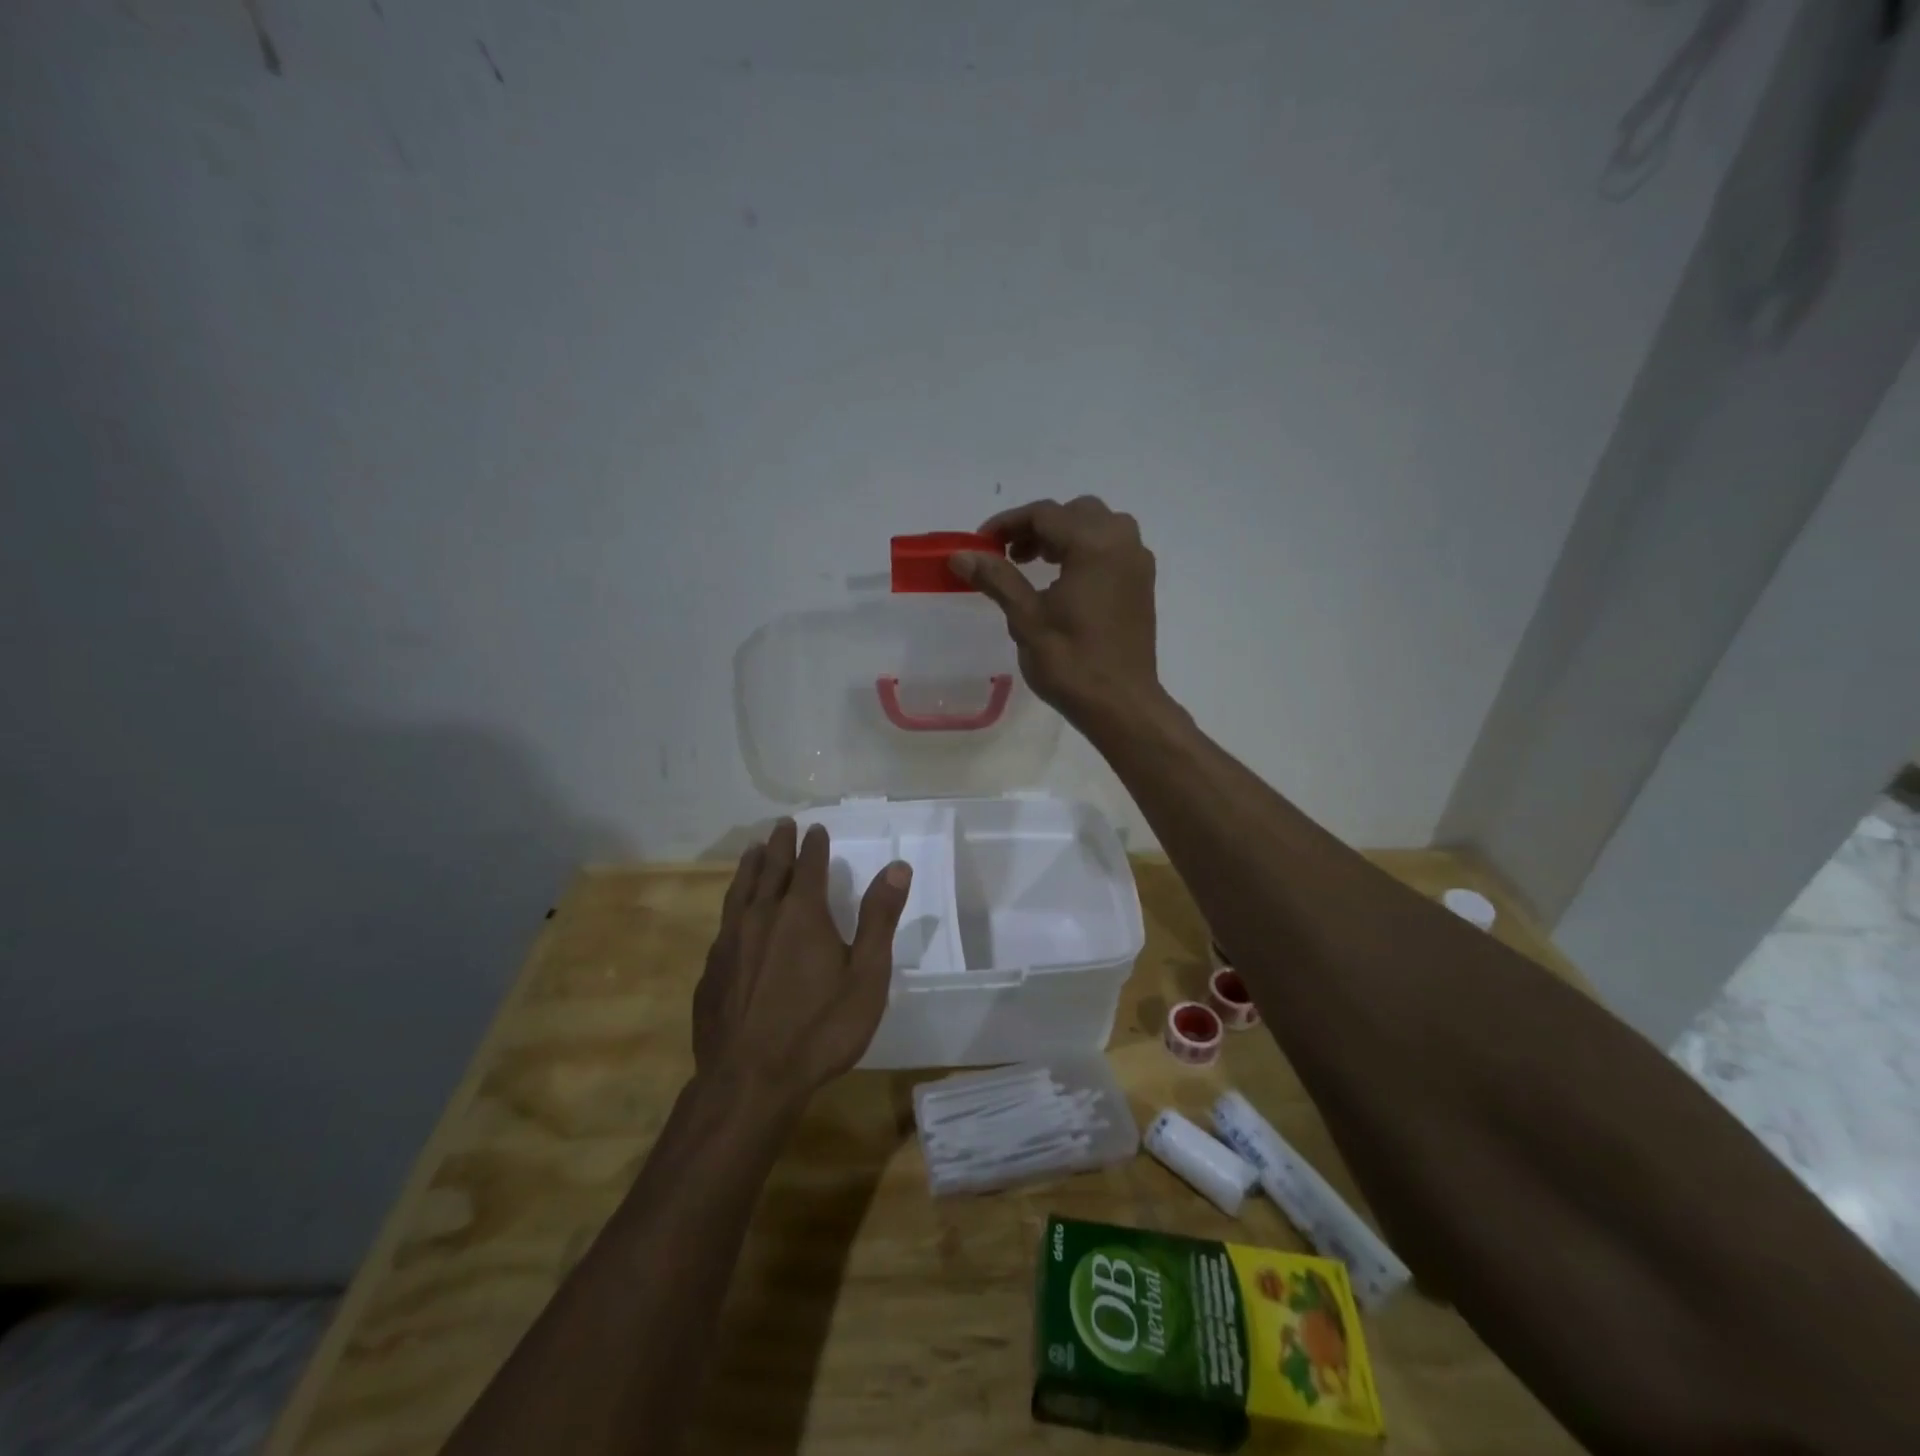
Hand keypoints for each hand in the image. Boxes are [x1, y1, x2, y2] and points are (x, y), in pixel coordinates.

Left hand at [693, 820, 910, 1107]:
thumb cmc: (820, 1028)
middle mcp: (761, 917)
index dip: (814, 845)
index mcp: (802, 913)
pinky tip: (733, 917)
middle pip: (770, 870)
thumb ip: (879, 918)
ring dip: (749, 867)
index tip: (815, 828)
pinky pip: (723, 924)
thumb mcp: (866, 975)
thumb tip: (897, 867)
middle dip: (779, 845)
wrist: (750, 1081)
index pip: (809, 865)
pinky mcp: (711, 972)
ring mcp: (730, 943)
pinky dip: (732, 906)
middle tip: (782, 825)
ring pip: (739, 892)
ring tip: (753, 851)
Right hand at [949, 496, 1161, 725]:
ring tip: (1032, 565)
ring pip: (1096, 527)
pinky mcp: (1142, 584)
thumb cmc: (1071, 663)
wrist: (1121, 704)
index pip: (1044, 515)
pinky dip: (1084, 551)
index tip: (980, 545)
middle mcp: (1122, 542)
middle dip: (1036, 527)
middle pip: (1074, 513)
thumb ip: (996, 578)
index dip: (1007, 524)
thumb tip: (960, 555)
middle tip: (1007, 555)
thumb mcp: (1026, 618)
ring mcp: (1137, 562)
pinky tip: (1062, 582)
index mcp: (1094, 544)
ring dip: (1062, 536)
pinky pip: (1111, 548)